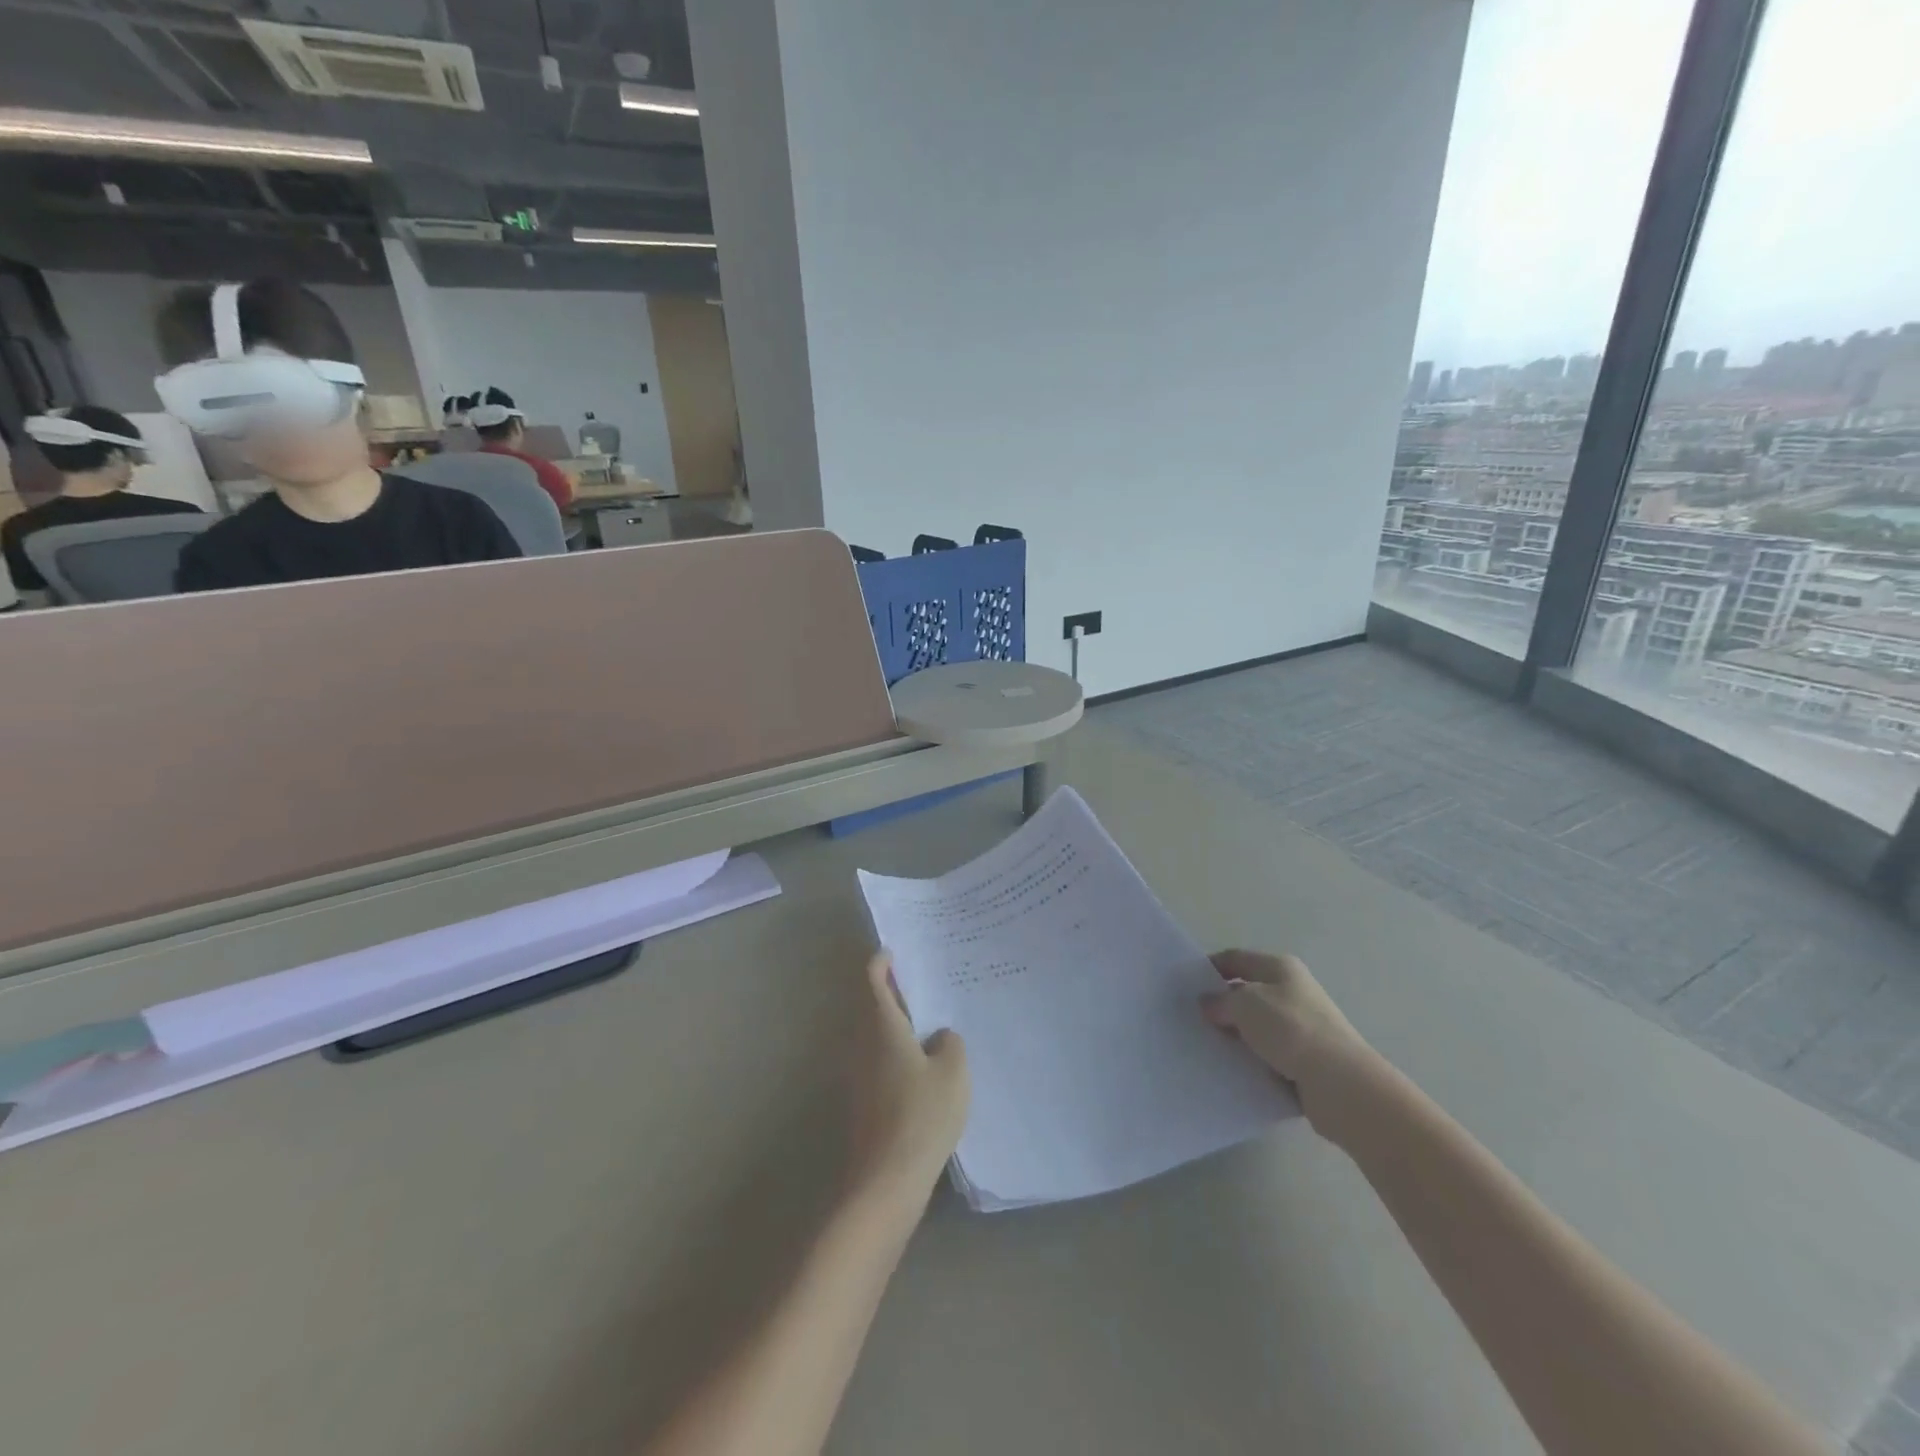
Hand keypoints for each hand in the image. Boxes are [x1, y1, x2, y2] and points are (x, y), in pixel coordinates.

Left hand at [846, 950, 970, 1204]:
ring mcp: (858, 1073)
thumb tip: (939, 1037)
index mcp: (882, 1026)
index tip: (895, 952)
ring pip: (875, 1034)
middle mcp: (862, 1042)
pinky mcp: (863, 1100)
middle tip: (925, 985)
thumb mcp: (953, 1073)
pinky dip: (896, 1051)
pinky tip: (923, 1066)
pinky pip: (878, 1060)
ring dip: (896, 1024)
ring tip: (931, 1023)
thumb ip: (950, 1044)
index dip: (882, 961)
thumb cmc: (921, 1115)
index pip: (873, 979)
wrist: (885, 1181)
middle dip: (893, 992)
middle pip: (872, 1005)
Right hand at [1202, 950, 1375, 1139]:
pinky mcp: (1305, 1060)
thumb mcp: (1245, 1004)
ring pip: (1256, 1026)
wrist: (1341, 1084)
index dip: (1210, 967)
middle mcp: (1293, 992)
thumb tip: (1209, 1004)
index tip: (1185, 984)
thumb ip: (1220, 1001)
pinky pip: (1268, 1054)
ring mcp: (1301, 1027)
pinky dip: (1250, 1059)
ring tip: (1206, 1046)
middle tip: (1191, 1019)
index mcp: (1281, 968)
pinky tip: (1231, 1069)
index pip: (1236, 958)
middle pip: (1247, 992)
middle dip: (1220, 1004)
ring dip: (1235, 1035)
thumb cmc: (1290, 1029)